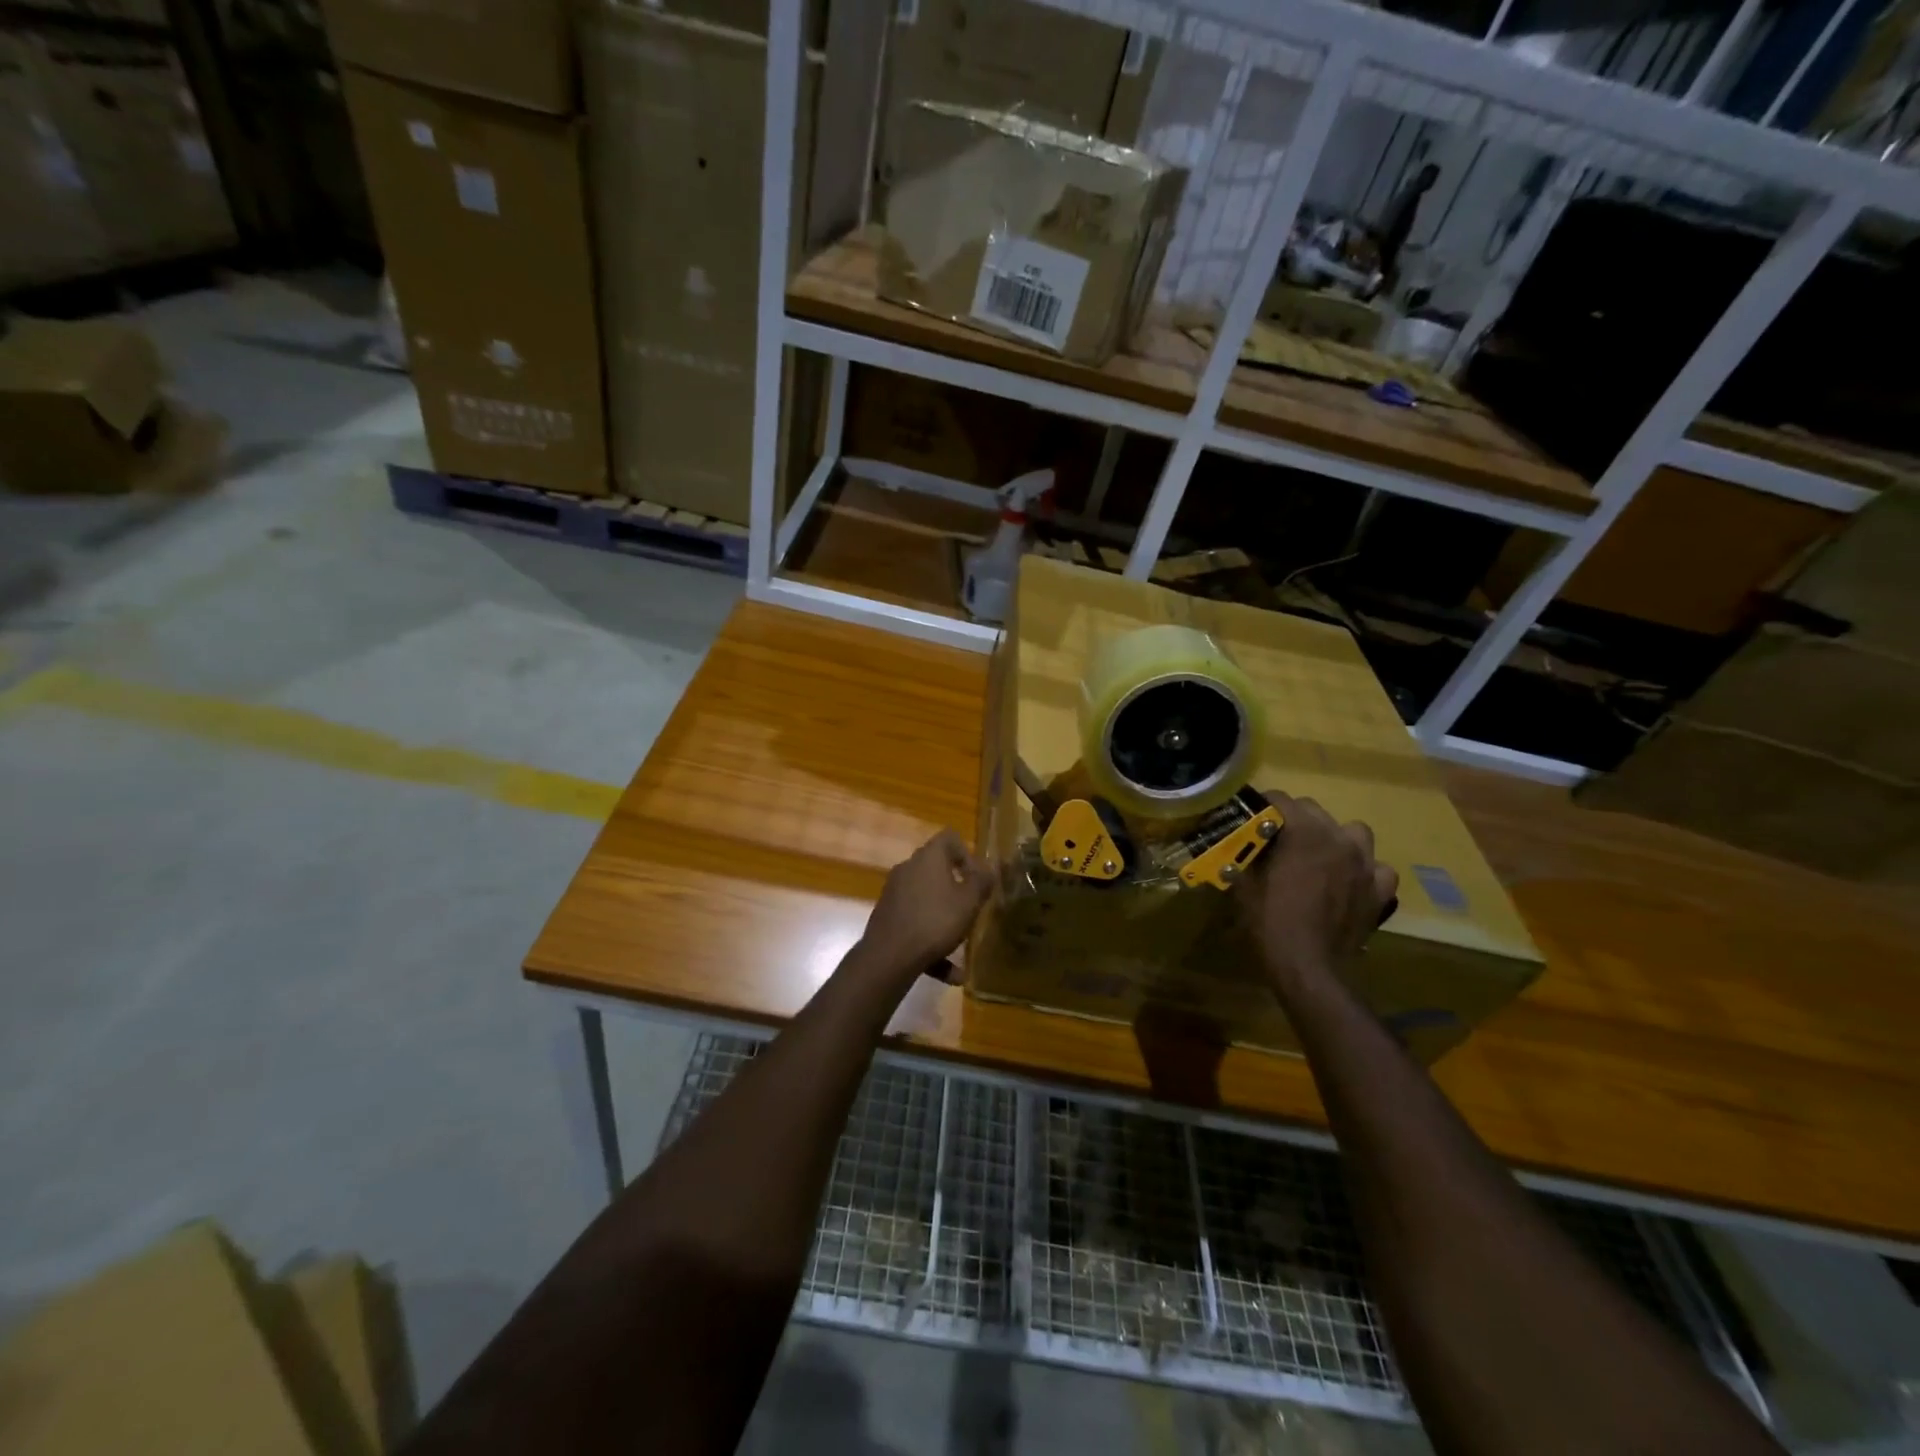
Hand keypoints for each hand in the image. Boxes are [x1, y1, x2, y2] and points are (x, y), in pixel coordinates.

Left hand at [860, 828, 992, 978]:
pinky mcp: (887, 917)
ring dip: (946, 921)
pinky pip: (916, 923)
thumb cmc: (935, 922)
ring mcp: (894, 893)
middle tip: (972, 909)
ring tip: (962, 946)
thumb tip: (992, 866)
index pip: (950, 838)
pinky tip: (949, 973)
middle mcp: (908, 868)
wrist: (888, 958)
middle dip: (958, 890)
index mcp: (928, 857)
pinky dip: (932, 942)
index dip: (968, 855)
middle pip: (938, 870)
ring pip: (928, 901)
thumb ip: (982, 881)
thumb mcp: (969, 902)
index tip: (977, 879)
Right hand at [1235, 791, 1396, 991]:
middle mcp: (1338, 838)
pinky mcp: (1380, 890)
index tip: (1251, 818)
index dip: (1262, 807)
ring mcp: (1365, 863)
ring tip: (1321, 856)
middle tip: (1279, 841)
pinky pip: (1377, 868)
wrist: (1309, 967)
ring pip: (1352, 831)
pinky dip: (1364, 871)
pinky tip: (1350, 883)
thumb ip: (1245, 855)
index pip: (1280, 799)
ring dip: (1335, 838)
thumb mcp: (1244, 884)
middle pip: (1314, 810)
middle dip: (1295, 820)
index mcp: (1303, 832)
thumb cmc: (1270, 921)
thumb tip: (1240, 843)